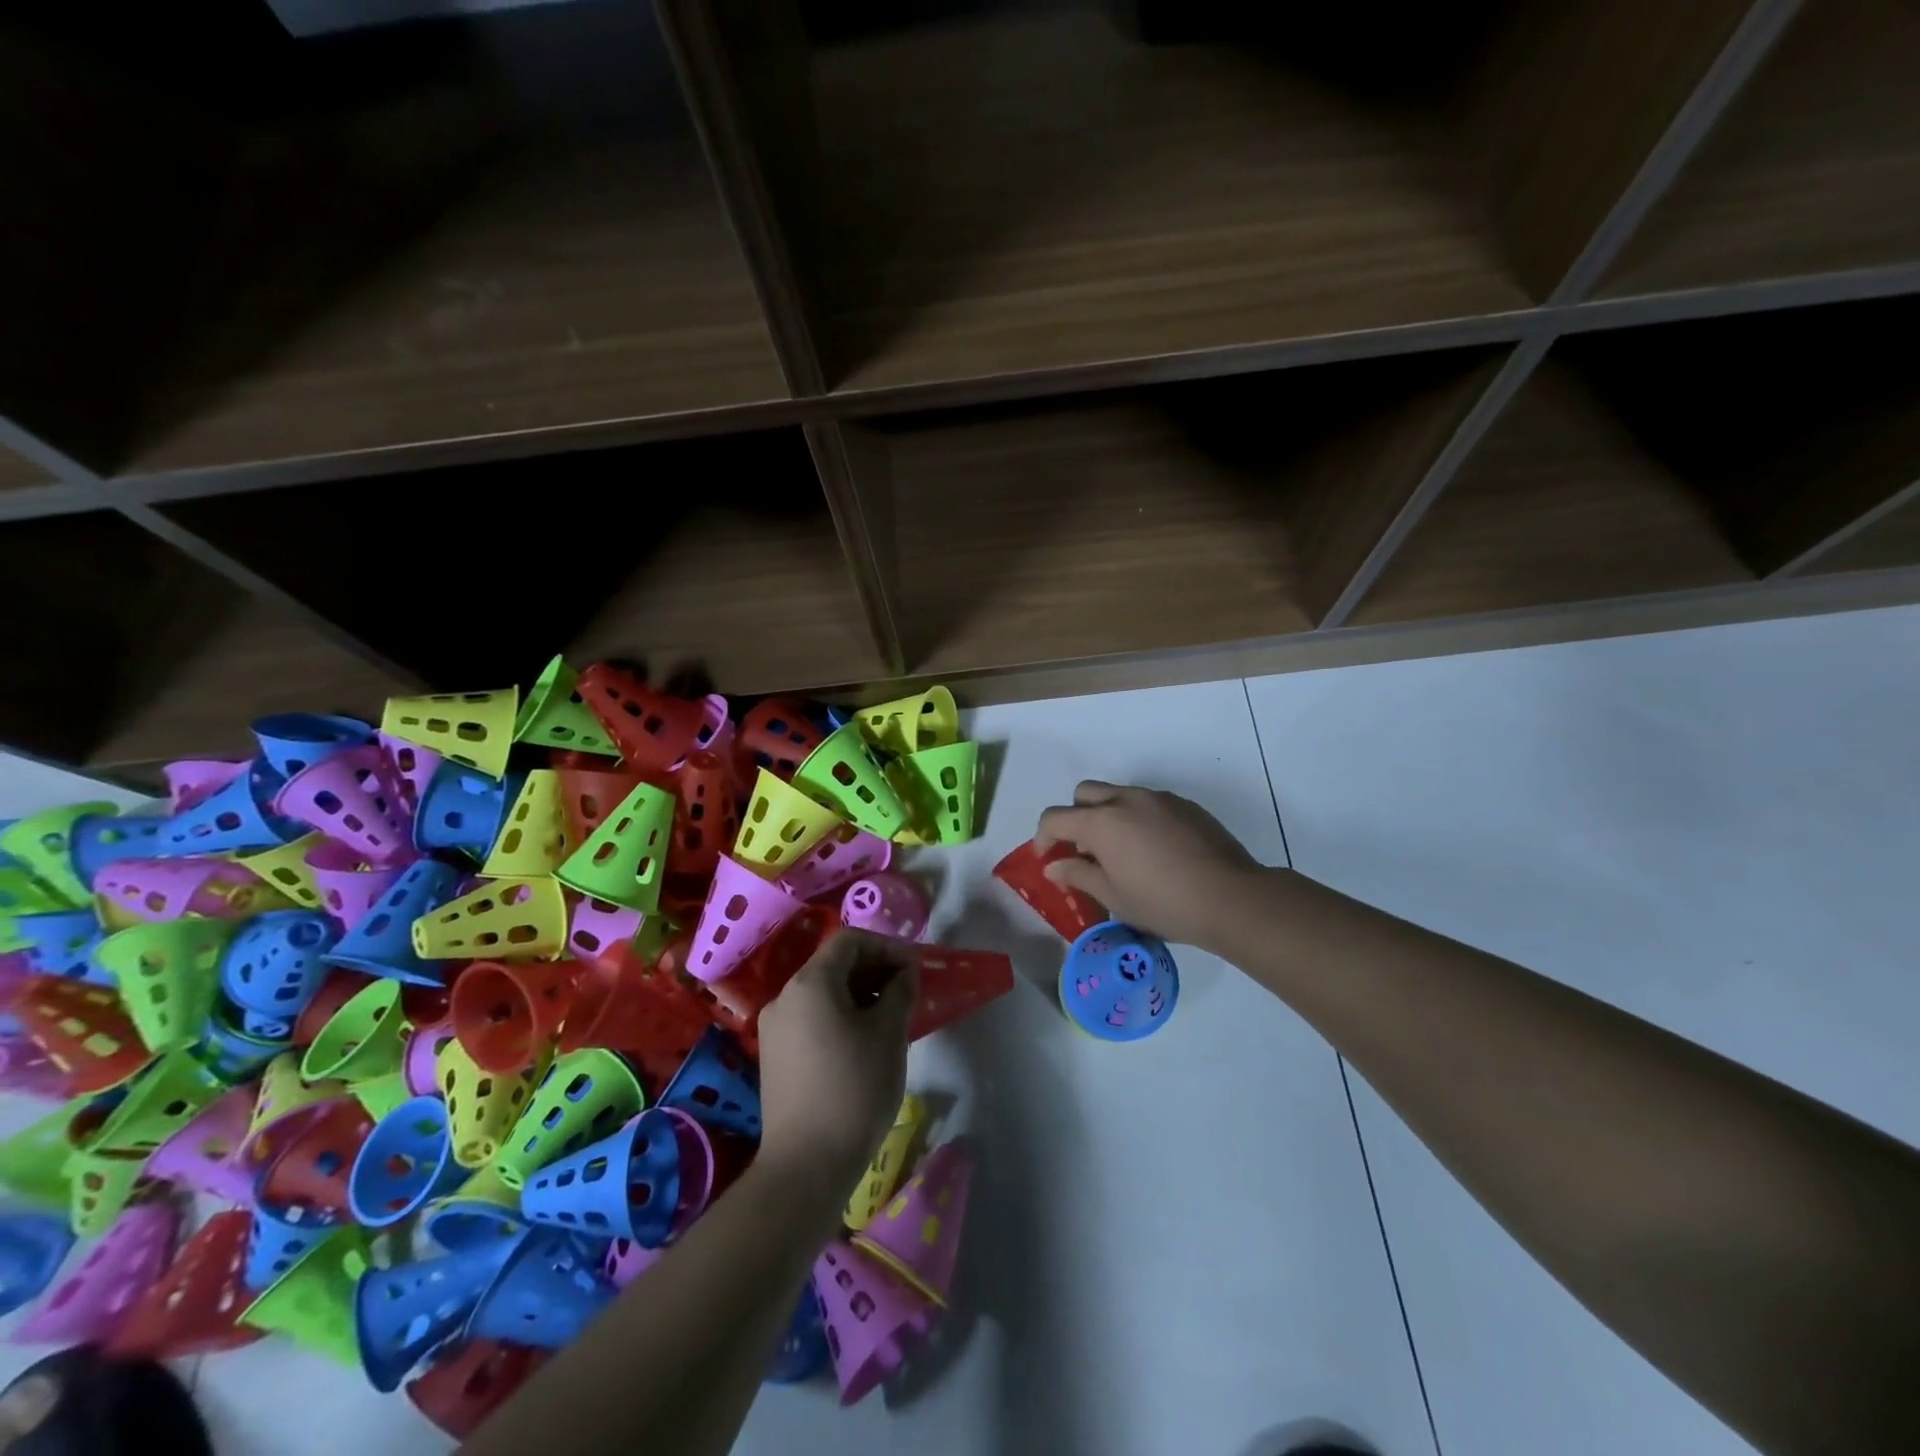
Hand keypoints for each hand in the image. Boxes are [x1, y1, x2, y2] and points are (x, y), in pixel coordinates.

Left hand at [756, 929, 918, 1203]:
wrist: (806, 1165)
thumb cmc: (854, 1089)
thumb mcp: (888, 1034)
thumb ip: (900, 991)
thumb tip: (905, 972)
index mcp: (810, 983)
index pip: (850, 941)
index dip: (886, 947)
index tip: (913, 969)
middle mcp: (784, 997)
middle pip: (833, 964)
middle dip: (874, 970)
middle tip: (907, 991)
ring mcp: (774, 1028)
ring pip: (822, 992)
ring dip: (859, 993)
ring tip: (890, 1017)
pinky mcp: (774, 1056)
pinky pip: (811, 1018)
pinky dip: (840, 1015)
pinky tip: (864, 1041)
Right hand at [1035, 781, 1265, 950]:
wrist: (1231, 897)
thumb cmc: (1163, 903)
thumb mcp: (1114, 897)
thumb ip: (1078, 875)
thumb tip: (1054, 866)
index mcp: (1102, 821)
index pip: (1055, 817)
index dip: (1043, 837)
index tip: (1047, 859)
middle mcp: (1126, 799)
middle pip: (1085, 794)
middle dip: (1075, 817)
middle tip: (1084, 850)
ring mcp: (1158, 799)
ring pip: (1118, 794)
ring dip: (1108, 816)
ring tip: (1121, 853)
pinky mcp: (1185, 805)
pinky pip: (1149, 803)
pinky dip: (1138, 819)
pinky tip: (1155, 852)